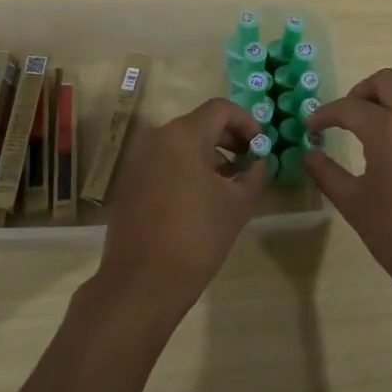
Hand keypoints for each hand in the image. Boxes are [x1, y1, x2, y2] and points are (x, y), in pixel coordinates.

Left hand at [93, 97, 266, 321]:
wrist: (142, 283)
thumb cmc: (196, 237)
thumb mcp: (238, 204)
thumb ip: (254, 174)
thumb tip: (258, 161)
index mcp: (183, 135)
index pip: (221, 109)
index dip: (247, 122)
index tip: (262, 146)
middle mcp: (156, 137)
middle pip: (200, 123)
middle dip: (229, 138)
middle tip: (250, 162)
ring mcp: (139, 159)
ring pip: (181, 143)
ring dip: (209, 154)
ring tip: (230, 182)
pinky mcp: (130, 181)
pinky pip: (165, 161)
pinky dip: (187, 167)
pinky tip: (201, 196)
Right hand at [305, 68, 391, 322]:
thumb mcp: (354, 205)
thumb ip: (327, 173)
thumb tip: (309, 153)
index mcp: (390, 131)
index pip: (349, 107)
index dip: (325, 114)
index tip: (312, 128)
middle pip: (388, 82)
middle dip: (361, 93)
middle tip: (348, 118)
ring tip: (379, 131)